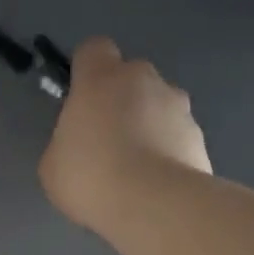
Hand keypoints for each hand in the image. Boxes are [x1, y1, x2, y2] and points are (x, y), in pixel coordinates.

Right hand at [40, 36, 211, 229]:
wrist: (154, 205)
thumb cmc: (91, 176)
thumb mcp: (53, 165)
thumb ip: (66, 143)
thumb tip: (79, 145)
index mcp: (101, 78)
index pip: (93, 49)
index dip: (86, 70)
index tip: (80, 98)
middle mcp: (144, 80)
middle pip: (131, 78)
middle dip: (121, 101)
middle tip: (107, 141)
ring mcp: (178, 107)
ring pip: (159, 106)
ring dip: (148, 126)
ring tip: (136, 170)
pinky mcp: (200, 137)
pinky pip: (177, 137)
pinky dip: (168, 153)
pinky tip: (156, 186)